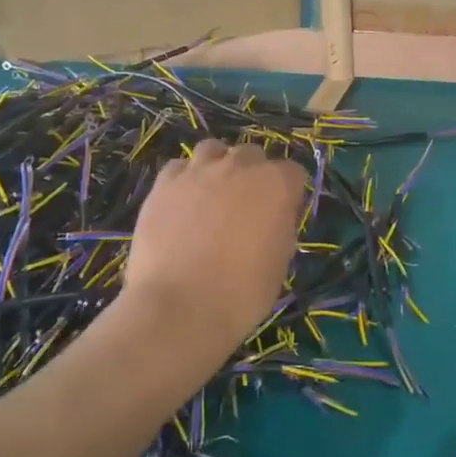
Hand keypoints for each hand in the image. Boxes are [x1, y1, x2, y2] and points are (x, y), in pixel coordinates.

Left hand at [121, 138, 305, 355]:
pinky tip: (183, 204)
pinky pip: (179, 168)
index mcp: (276, 185)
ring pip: (213, 150)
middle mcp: (239, 167)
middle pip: (252, 155)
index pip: (292, 172)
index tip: (281, 216)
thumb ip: (279, 228)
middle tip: (246, 208)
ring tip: (212, 196)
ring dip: (219, 166)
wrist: (180, 306)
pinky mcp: (163, 184)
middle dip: (253, 174)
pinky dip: (185, 179)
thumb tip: (271, 219)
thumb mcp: (279, 263)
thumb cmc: (242, 293)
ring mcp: (197, 172)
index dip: (288, 194)